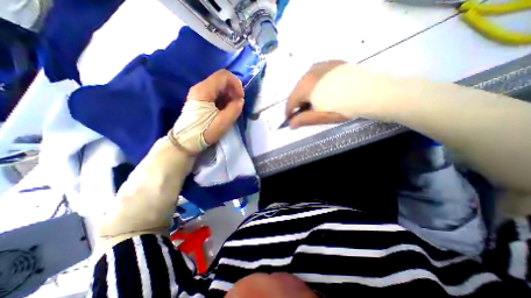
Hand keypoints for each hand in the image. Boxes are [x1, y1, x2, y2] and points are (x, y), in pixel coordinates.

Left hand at [171, 68, 242, 152]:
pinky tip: (225, 110)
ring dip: (229, 95)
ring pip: (219, 87)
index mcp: (204, 90)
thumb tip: (240, 100)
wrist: (186, 141)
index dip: (236, 84)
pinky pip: (215, 94)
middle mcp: (200, 87)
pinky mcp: (200, 100)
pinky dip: (224, 99)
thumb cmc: (204, 132)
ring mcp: (199, 93)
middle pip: (221, 80)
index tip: (241, 98)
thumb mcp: (223, 122)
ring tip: (232, 109)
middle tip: (237, 105)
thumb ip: (234, 109)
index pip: (224, 75)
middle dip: (233, 90)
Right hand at [286, 61, 402, 127]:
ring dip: (306, 94)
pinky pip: (316, 76)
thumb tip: (290, 124)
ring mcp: (320, 65)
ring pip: (306, 83)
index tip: (289, 120)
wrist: (373, 90)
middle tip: (306, 112)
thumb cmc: (345, 106)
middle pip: (297, 91)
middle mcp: (309, 71)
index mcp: (305, 85)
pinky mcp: (331, 63)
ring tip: (316, 102)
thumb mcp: (323, 116)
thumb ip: (304, 119)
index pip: (290, 101)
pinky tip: (324, 91)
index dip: (288, 112)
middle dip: (298, 103)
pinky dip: (315, 85)